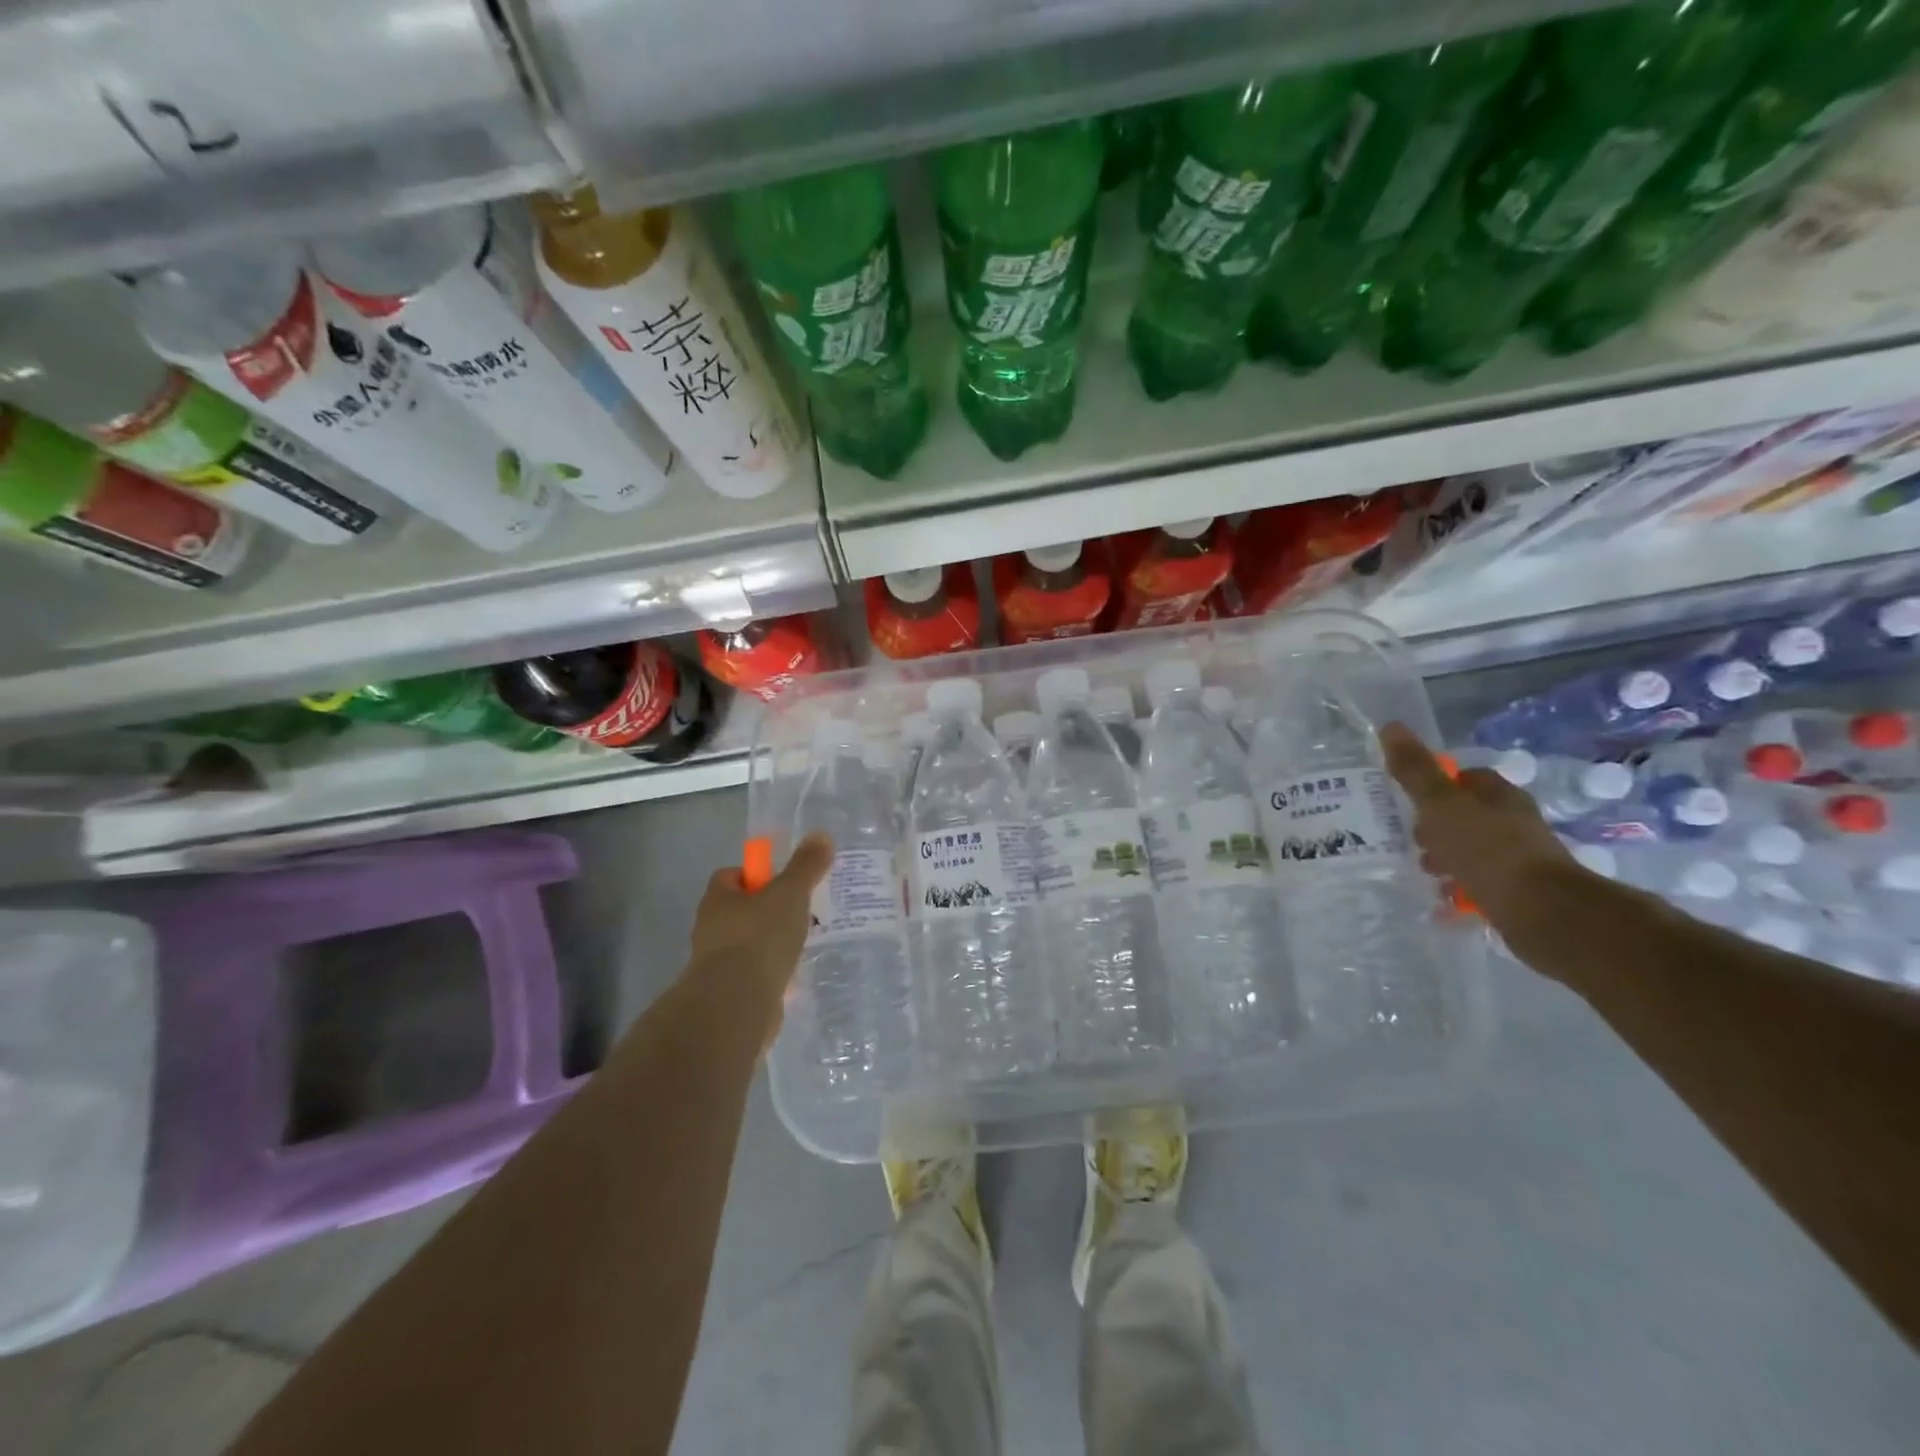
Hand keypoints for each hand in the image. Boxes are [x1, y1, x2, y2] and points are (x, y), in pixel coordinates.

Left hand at [685, 833, 833, 1040]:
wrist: (737, 1003)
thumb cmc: (760, 937)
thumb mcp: (790, 893)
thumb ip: (806, 866)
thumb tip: (821, 835)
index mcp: (718, 899)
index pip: (730, 876)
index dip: (755, 876)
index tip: (782, 882)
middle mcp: (710, 928)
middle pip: (739, 910)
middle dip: (767, 911)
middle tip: (799, 912)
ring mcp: (716, 963)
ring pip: (747, 944)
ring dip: (769, 944)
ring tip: (801, 945)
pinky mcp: (728, 993)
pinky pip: (753, 974)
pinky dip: (771, 973)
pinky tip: (794, 977)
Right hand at [1379, 723, 1578, 932]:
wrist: (1542, 912)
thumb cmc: (1488, 850)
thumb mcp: (1441, 805)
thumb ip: (1415, 771)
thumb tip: (1390, 726)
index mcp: (1499, 795)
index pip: (1465, 778)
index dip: (1436, 786)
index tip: (1410, 802)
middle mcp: (1514, 821)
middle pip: (1466, 814)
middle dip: (1436, 826)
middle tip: (1411, 840)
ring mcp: (1520, 858)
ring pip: (1472, 849)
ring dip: (1446, 858)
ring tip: (1425, 872)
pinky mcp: (1520, 892)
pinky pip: (1481, 882)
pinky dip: (1461, 887)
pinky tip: (1444, 899)